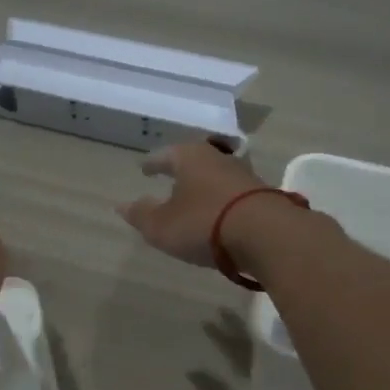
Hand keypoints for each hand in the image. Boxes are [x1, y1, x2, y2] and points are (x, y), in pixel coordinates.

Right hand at [117, 139, 268, 266]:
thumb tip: (122, 206)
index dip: (152, 164)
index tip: (144, 169)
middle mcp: (218, 158)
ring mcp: (244, 176)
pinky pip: (233, 196)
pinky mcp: (264, 196)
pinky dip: (222, 203)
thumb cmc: (204, 222)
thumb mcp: (161, 226)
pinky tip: (219, 217)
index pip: (164, 155)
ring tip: (193, 201)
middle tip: (169, 180)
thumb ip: (141, 215)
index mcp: (189, 157)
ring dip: (204, 188)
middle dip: (181, 172)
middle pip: (194, 162)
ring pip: (216, 177)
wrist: (267, 234)